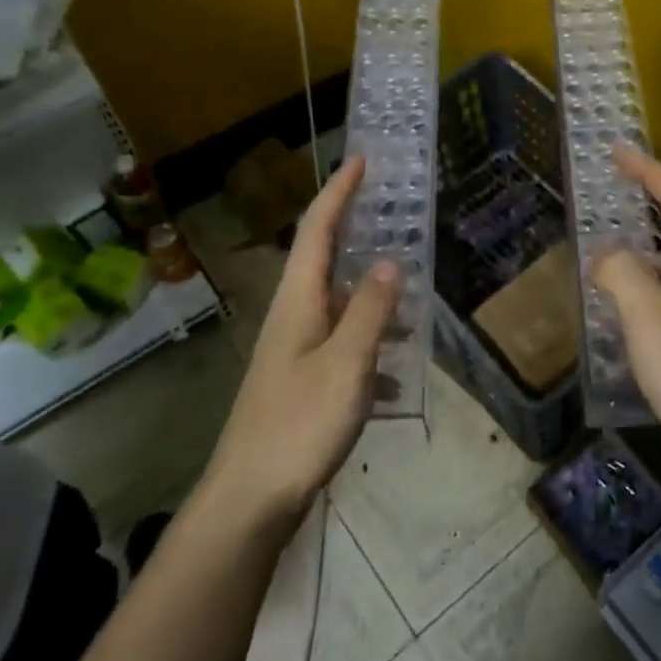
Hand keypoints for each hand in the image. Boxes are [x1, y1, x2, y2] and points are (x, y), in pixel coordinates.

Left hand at [204, 157, 400, 528]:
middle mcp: (293, 316)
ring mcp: (295, 351)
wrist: (249, 500)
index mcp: (298, 301)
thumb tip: (390, 261)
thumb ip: (370, 310)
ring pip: (338, 305)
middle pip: (324, 259)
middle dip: (356, 231)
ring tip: (410, 294)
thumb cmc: (297, 424)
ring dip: (371, 293)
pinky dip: (370, 344)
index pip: (317, 229)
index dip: (339, 191)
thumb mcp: (346, 364)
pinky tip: (396, 373)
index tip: (361, 159)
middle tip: (393, 213)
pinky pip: (343, 345)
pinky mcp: (302, 382)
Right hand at [594, 147, 660, 489]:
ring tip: (597, 266)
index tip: (617, 151)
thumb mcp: (649, 315)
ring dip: (636, 261)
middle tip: (603, 207)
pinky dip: (639, 301)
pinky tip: (617, 323)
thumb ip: (622, 273)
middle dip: (642, 212)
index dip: (649, 171)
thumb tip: (608, 257)